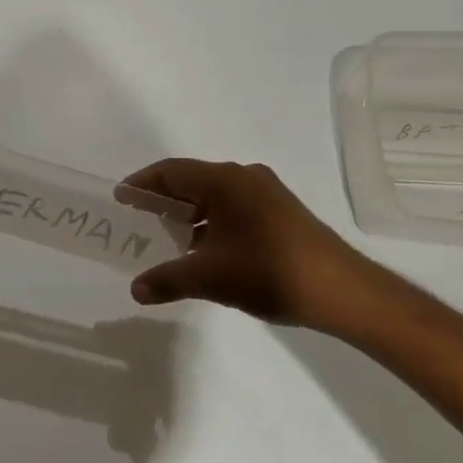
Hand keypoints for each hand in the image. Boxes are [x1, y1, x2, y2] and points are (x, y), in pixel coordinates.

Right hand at [120, 159, 400, 336]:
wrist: (341, 290)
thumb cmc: (268, 271)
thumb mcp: (209, 277)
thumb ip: (168, 279)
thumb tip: (136, 290)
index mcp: (224, 180)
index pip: (171, 171)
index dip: (142, 184)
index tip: (121, 198)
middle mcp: (244, 177)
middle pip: (193, 181)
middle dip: (165, 200)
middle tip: (140, 219)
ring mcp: (267, 194)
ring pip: (216, 197)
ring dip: (190, 214)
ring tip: (169, 238)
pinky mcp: (282, 213)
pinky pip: (235, 208)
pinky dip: (213, 222)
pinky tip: (207, 250)